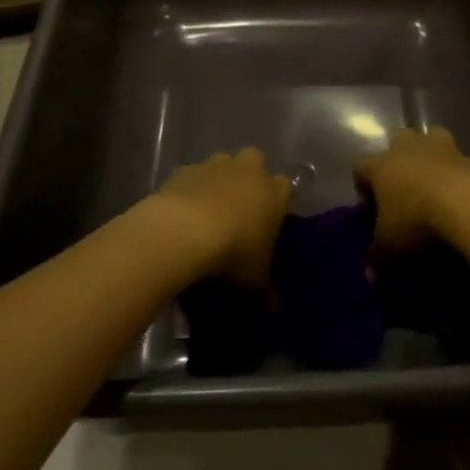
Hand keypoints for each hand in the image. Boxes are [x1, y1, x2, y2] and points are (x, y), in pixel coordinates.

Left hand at [145, 148, 289, 287]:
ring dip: (220, 178)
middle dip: (250, 176)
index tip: (270, 219)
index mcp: (274, 193)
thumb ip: (265, 290)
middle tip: (241, 205)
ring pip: (223, 162)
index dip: (278, 200)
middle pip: (256, 161)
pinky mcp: (186, 169)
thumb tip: (274, 308)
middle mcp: (249, 171)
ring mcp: (216, 165)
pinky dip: (191, 188)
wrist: (184, 231)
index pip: (285, 187)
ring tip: (209, 208)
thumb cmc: (232, 253)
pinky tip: (183, 210)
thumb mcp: (254, 279)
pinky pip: (193, 174)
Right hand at [354, 126, 469, 255]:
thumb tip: (370, 274)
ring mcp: (444, 149)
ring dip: (433, 153)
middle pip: (398, 138)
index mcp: (382, 165)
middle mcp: (410, 149)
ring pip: (433, 136)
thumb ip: (378, 257)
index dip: (361, 183)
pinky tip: (467, 194)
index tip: (369, 207)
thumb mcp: (390, 247)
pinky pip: (465, 161)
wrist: (469, 204)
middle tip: (402, 185)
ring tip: (436, 179)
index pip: (360, 164)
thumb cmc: (416, 220)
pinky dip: (464, 173)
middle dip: (398, 155)